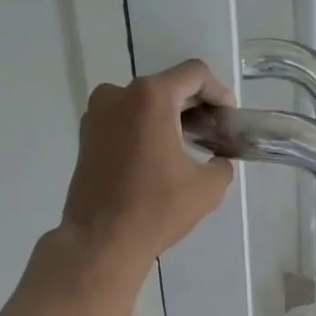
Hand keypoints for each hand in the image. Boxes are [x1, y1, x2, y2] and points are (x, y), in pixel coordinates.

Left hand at [61, 60, 234, 265]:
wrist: (101, 240)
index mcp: (150, 97)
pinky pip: (124, 120)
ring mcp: (97, 114)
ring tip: (189, 147)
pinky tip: (160, 157)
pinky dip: (146, 129)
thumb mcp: (207, 187)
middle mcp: (118, 94)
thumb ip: (222, 164)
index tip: (229, 119)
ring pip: (143, 103)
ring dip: (169, 118)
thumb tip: (218, 160)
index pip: (195, 74)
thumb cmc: (156, 209)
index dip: (219, 92)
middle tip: (214, 133)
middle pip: (167, 86)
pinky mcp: (87, 136)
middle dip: (194, 106)